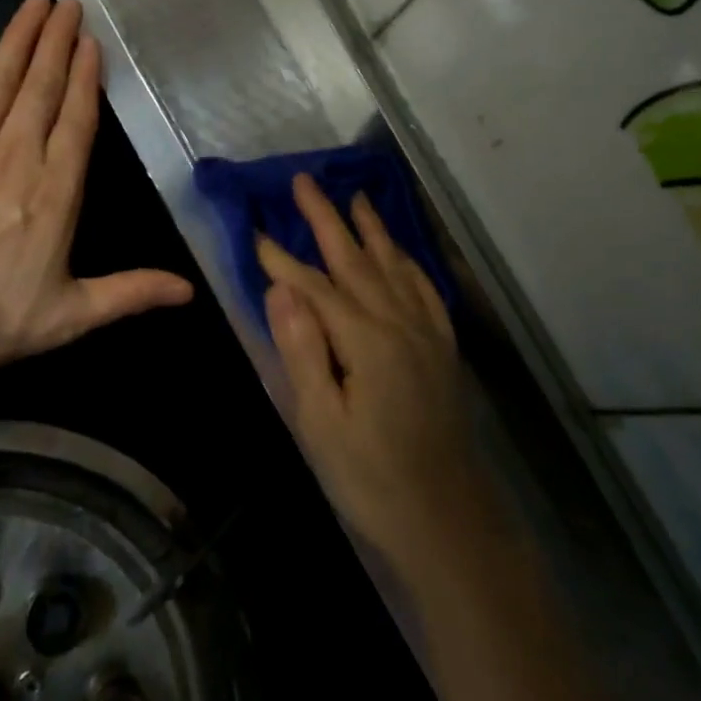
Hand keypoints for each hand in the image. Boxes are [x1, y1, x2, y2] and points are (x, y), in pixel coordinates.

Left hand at [0, 0, 192, 374]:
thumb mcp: (67, 318)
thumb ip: (128, 294)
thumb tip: (189, 290)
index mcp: (55, 191)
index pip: (77, 121)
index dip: (87, 79)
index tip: (92, 43)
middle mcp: (16, 154)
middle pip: (42, 88)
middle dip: (58, 43)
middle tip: (69, 4)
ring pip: (1, 79)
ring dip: (21, 38)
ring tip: (36, 4)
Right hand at [257, 175, 492, 577]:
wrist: (445, 520)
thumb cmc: (369, 478)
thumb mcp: (320, 422)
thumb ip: (301, 349)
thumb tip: (280, 286)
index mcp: (366, 340)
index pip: (314, 285)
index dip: (282, 258)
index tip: (255, 232)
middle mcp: (399, 323)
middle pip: (356, 259)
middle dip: (327, 218)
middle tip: (303, 181)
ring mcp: (426, 333)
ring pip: (393, 266)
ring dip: (370, 229)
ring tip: (353, 196)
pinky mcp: (442, 348)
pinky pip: (424, 289)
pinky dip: (408, 262)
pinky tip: (399, 252)